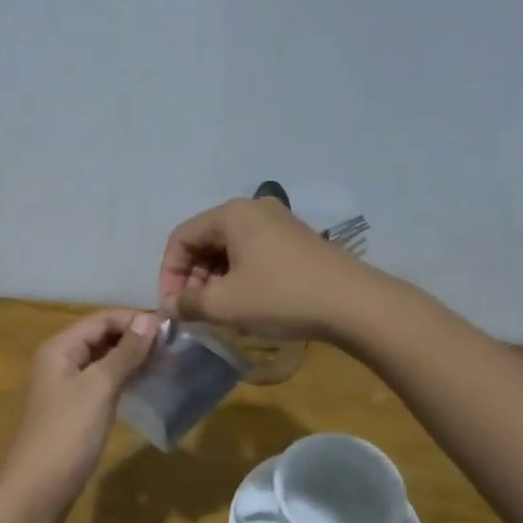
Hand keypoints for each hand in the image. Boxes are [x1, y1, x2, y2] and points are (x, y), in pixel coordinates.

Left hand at [0, 310, 159, 522]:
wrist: (38, 489)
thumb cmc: (68, 432)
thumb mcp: (100, 387)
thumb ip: (125, 352)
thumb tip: (150, 319)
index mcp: (59, 347)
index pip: (102, 319)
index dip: (135, 320)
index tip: (171, 328)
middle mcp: (59, 360)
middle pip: (100, 336)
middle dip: (134, 338)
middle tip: (172, 346)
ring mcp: (65, 385)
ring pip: (102, 359)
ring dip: (130, 358)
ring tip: (164, 362)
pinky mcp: (73, 408)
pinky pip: (101, 382)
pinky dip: (122, 378)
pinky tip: (144, 383)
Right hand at [158, 198, 378, 340]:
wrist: (354, 303)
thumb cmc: (281, 297)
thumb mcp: (226, 304)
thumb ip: (189, 303)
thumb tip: (169, 307)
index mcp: (231, 214)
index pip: (181, 238)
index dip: (168, 274)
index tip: (173, 308)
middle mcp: (253, 209)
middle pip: (205, 240)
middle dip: (193, 278)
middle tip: (193, 312)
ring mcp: (279, 223)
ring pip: (229, 249)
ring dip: (215, 280)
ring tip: (217, 313)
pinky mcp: (296, 241)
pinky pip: (253, 253)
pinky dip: (239, 277)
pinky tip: (245, 304)